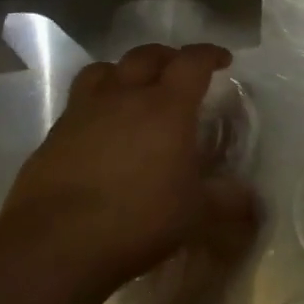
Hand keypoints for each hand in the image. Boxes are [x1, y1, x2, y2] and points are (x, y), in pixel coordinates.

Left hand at [0, 43, 259, 289]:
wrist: (52, 248)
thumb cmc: (138, 220)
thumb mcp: (196, 215)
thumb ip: (227, 202)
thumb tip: (251, 202)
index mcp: (167, 106)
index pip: (192, 61)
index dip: (209, 55)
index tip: (222, 60)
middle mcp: (124, 97)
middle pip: (146, 56)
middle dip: (167, 56)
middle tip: (179, 71)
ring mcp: (82, 114)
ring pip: (103, 70)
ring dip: (123, 72)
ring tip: (133, 89)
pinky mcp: (51, 138)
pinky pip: (77, 105)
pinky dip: (95, 107)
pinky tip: (101, 132)